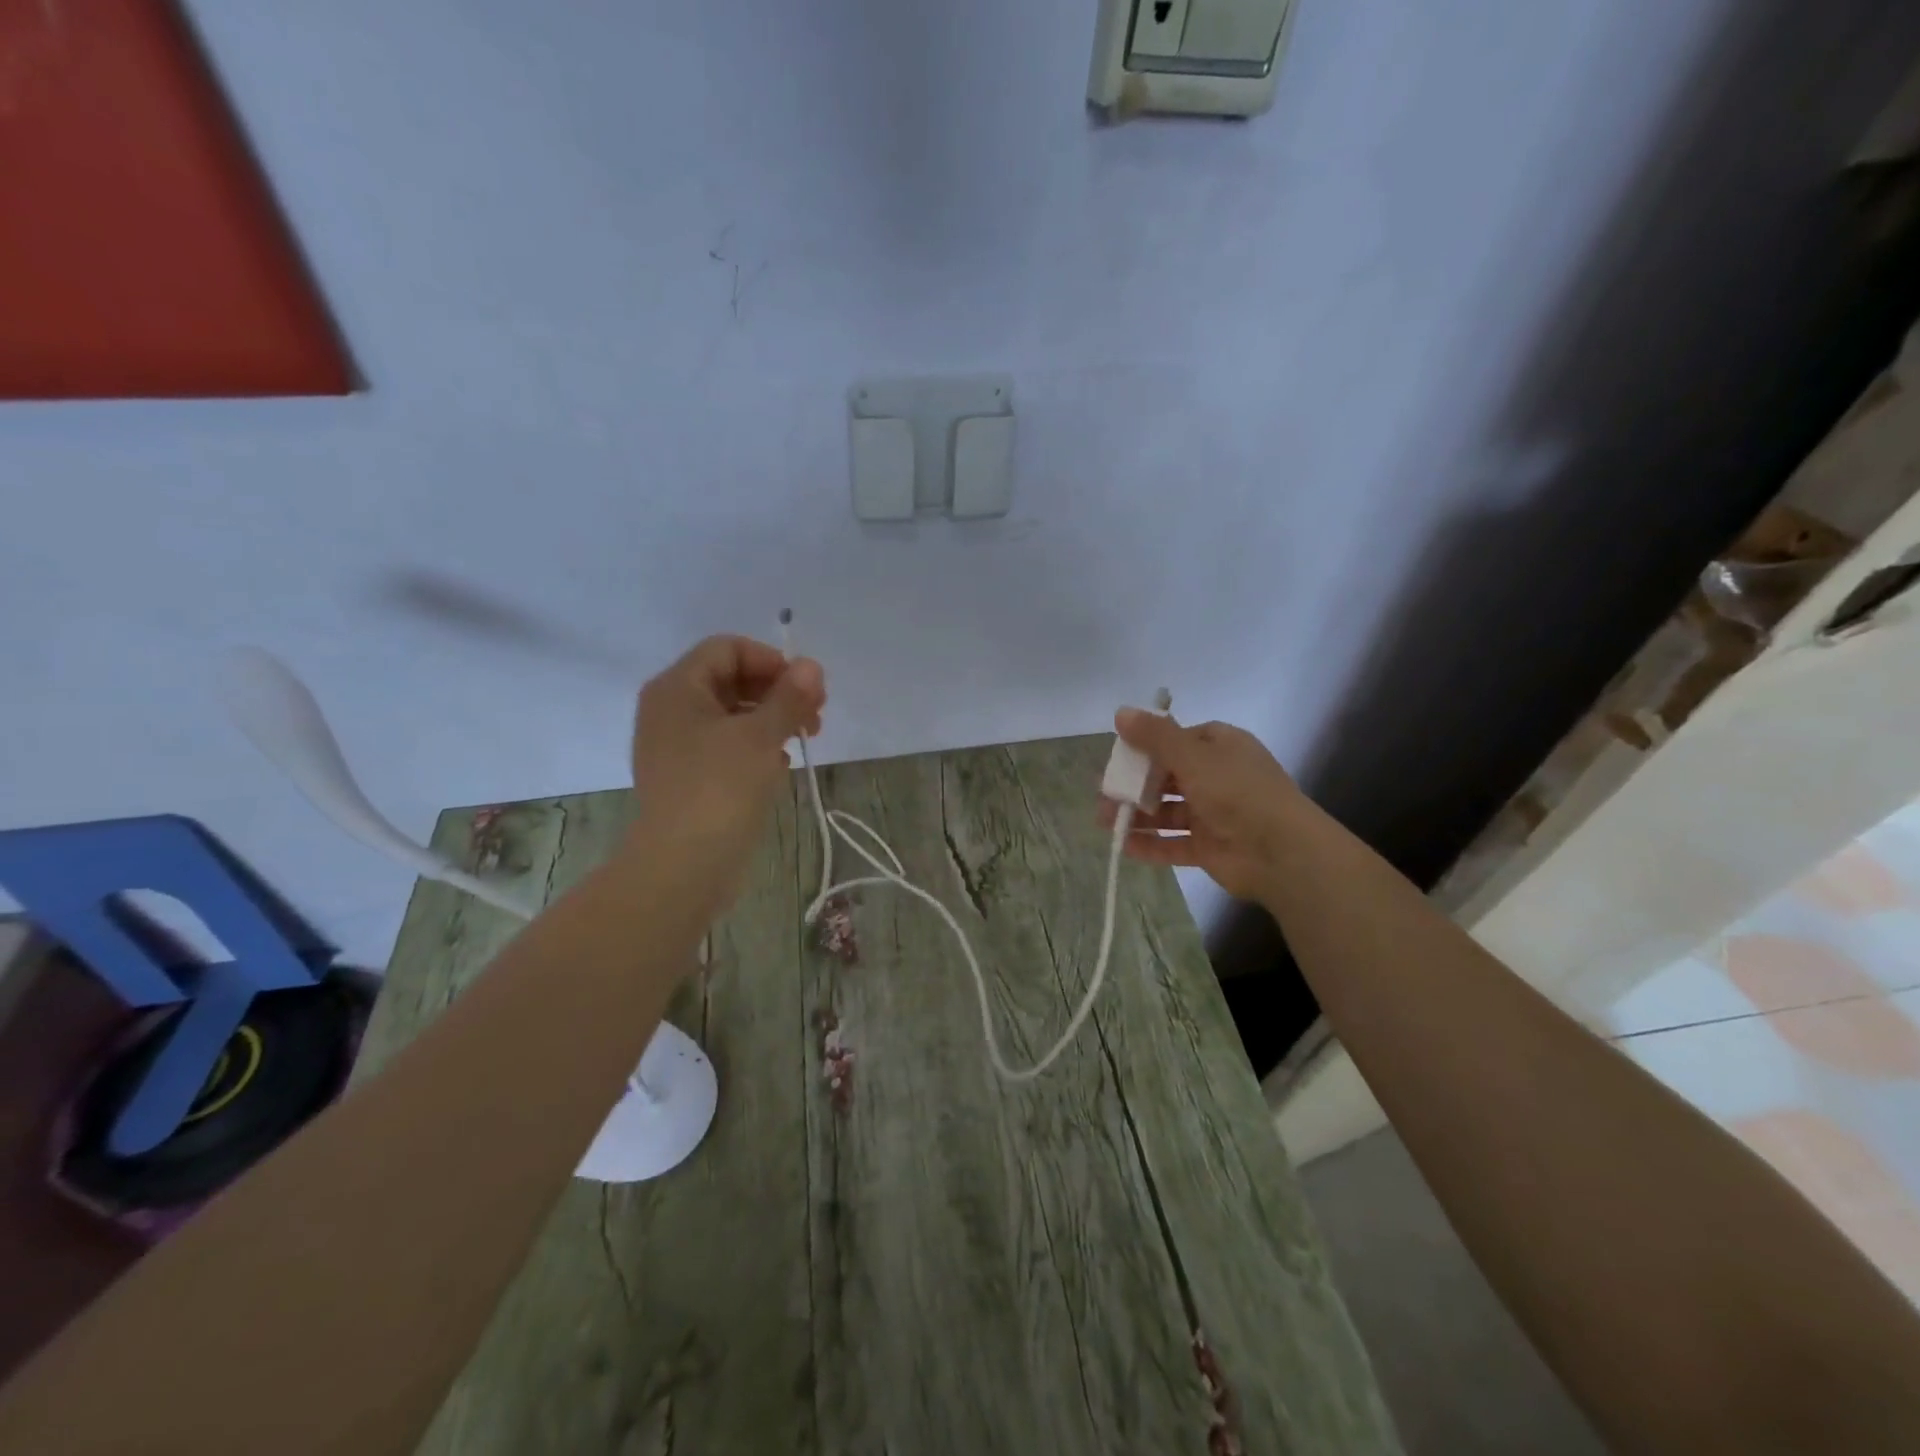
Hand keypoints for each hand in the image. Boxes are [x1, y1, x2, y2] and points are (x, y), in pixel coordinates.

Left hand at [626, 635, 825, 914]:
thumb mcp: (761, 736)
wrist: (683, 866)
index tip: (806, 688)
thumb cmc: (720, 788)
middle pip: (731, 679)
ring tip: (804, 739)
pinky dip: (755, 747)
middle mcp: (670, 709)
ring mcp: (676, 746)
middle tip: (815, 715)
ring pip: (732, 715)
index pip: (727, 648)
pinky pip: (726, 746)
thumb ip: (789, 697)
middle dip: (777, 691)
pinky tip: (780, 766)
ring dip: (771, 719)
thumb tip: (811, 667)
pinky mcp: (688, 777)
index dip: (771, 660)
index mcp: (678, 688)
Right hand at [1099, 710, 1308, 901]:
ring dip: (1137, 815)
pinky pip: (1174, 843)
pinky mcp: (1210, 847)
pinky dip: (1151, 844)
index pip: (1177, 740)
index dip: (1146, 746)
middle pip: (1167, 776)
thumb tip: (1121, 712)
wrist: (1281, 852)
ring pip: (1167, 811)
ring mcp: (1214, 814)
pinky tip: (1124, 846)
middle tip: (1103, 794)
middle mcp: (1217, 777)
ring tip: (1105, 822)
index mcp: (1220, 747)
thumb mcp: (1193, 756)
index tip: (1118, 757)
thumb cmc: (1237, 792)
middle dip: (1134, 785)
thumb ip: (1155, 736)